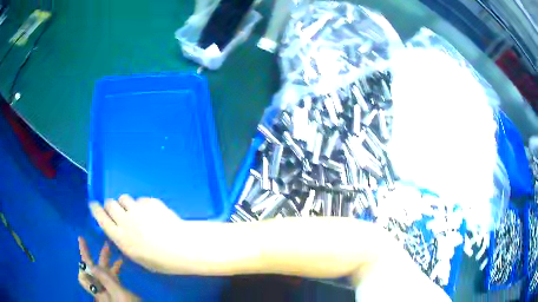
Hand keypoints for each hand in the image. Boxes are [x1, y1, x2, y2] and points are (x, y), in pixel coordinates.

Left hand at [78, 237, 139, 301]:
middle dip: (93, 255)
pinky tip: (121, 263)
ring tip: (110, 247)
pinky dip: (114, 268)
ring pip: (103, 273)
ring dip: (106, 260)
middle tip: (92, 241)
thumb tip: (91, 265)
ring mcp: (109, 290)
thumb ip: (105, 280)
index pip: (84, 273)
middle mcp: (101, 289)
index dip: (82, 257)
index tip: (82, 240)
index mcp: (98, 290)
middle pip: (93, 271)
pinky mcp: (117, 291)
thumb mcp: (118, 293)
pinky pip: (112, 277)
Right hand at [89, 195, 189, 273]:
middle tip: (118, 211)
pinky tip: (153, 214)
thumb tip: (120, 233)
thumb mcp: (138, 258)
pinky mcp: (150, 201)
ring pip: (123, 198)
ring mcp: (137, 209)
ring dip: (126, 204)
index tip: (94, 204)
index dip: (95, 209)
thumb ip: (125, 242)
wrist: (183, 247)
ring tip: (136, 213)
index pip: (101, 217)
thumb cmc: (162, 261)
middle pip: (110, 203)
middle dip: (111, 206)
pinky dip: (143, 205)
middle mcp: (125, 220)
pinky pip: (140, 199)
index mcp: (120, 237)